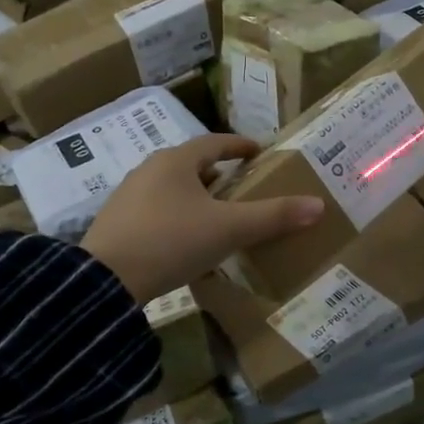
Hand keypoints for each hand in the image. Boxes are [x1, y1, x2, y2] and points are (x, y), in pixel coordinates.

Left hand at [82, 134, 323, 303]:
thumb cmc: (172, 241)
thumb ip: (273, 216)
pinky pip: (156, 209)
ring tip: (216, 215)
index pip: (214, 142)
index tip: (258, 151)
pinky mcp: (116, 223)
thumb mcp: (229, 229)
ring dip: (196, 195)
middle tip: (241, 187)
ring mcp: (128, 196)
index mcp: (175, 161)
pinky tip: (184, 240)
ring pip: (171, 187)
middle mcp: (149, 170)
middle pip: (191, 163)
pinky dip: (177, 215)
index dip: (239, 146)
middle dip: (218, 173)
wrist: (105, 281)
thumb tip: (318, 205)